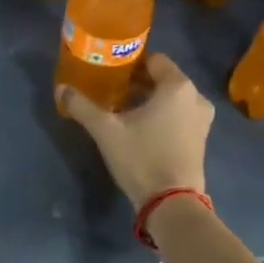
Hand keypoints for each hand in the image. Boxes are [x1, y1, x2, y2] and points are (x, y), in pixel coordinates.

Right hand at [57, 52, 212, 208]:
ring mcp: (202, 120)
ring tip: (123, 111)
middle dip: (138, 83)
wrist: (172, 202)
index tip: (110, 73)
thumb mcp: (106, 131)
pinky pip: (179, 116)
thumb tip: (61, 88)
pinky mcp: (201, 139)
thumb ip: (82, 106)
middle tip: (111, 92)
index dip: (131, 63)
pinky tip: (141, 129)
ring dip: (150, 101)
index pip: (154, 60)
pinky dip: (162, 116)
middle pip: (163, 79)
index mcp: (177, 86)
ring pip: (172, 99)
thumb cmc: (141, 158)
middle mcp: (196, 97)